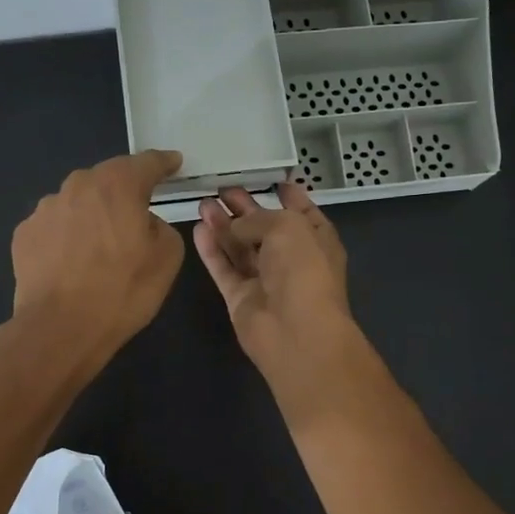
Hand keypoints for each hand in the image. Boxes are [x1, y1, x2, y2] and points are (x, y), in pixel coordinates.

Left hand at [9, 150, 185, 373]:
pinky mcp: (24, 234)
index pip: (147, 162)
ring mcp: (45, 208)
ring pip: (78, 202)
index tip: (173, 163)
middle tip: (136, 215)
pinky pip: (56, 227)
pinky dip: (67, 237)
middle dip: (124, 191)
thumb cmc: (122, 291)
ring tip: (100, 248)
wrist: (60, 328)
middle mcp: (78, 185)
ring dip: (92, 215)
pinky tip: (72, 263)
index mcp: (118, 185)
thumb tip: (142, 223)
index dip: (164, 163)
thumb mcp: (167, 258)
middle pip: (108, 179)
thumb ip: (161, 227)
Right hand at [192, 183, 368, 414]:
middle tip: (222, 189)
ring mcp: (265, 281)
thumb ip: (257, 219)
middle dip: (246, 209)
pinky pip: (225, 269)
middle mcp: (292, 260)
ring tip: (203, 203)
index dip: (290, 197)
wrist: (296, 331)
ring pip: (241, 248)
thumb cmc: (303, 270)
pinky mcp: (241, 299)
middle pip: (265, 230)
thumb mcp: (287, 227)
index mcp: (316, 241)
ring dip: (224, 226)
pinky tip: (198, 229)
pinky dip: (212, 251)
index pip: (303, 214)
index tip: (274, 181)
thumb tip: (234, 225)